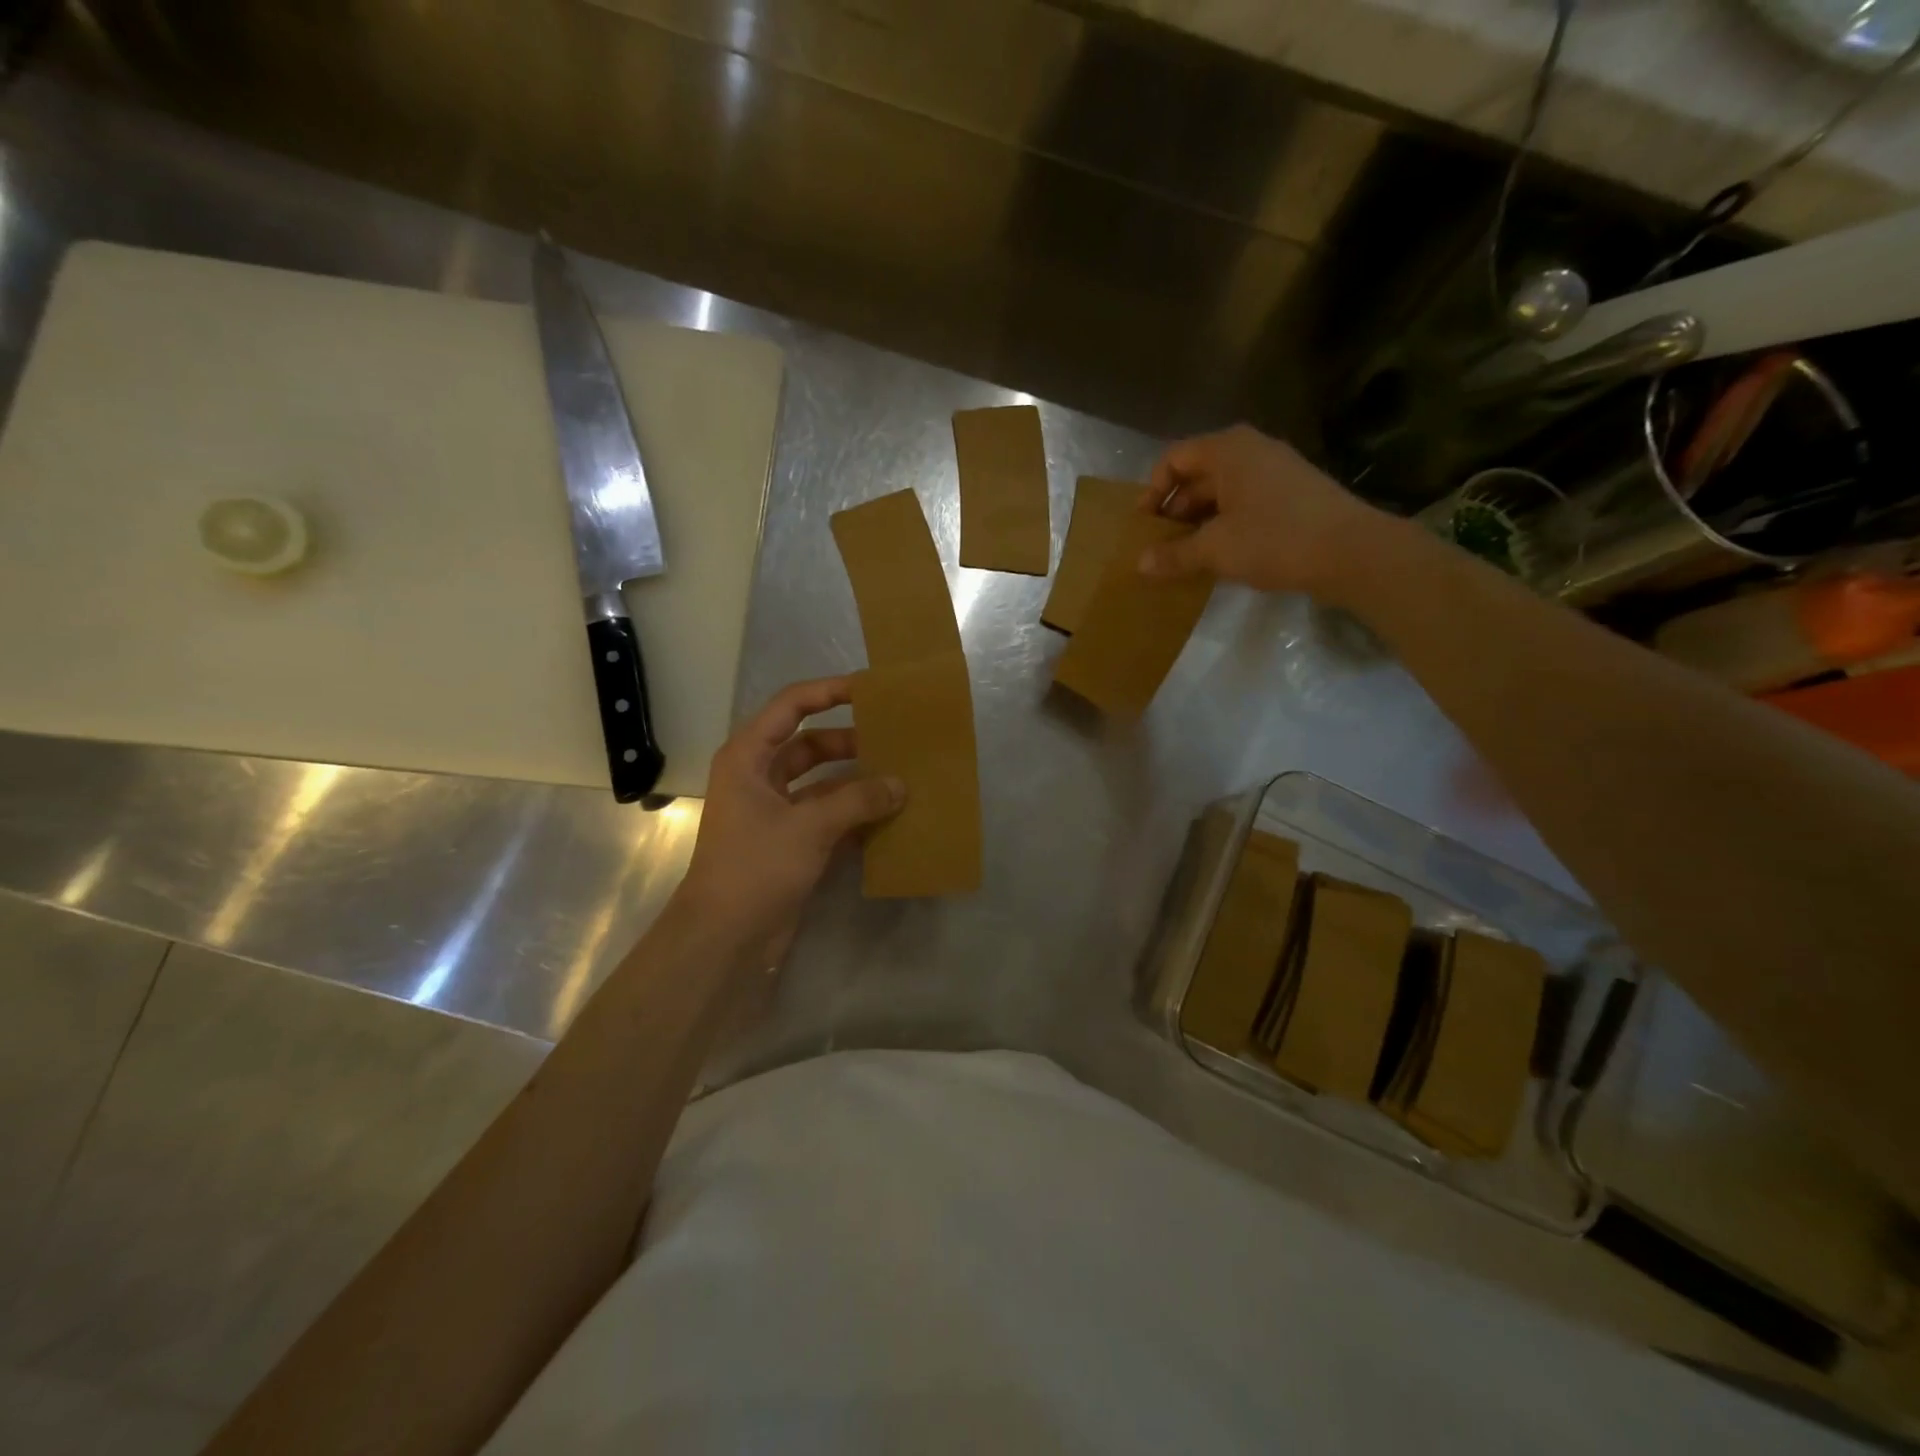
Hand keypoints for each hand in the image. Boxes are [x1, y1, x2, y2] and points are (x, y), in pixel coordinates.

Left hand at [677, 676, 903, 966]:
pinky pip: (827, 816)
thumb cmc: (755, 867)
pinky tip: (888, 818)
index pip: (791, 706)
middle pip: (811, 744)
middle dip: (851, 742)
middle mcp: (759, 778)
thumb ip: (857, 801)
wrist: (723, 938)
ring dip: (856, 781)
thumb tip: (900, 785)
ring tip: (900, 778)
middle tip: (895, 740)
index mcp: (748, 757)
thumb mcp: (808, 827)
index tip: (870, 689)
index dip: (828, 692)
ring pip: (822, 783)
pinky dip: (854, 815)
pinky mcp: (789, 842)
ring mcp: (774, 812)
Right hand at [1137, 425, 1385, 597]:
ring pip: (1222, 493)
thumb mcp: (1215, 549)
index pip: (1175, 458)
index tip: (1143, 525)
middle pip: (1198, 475)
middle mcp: (1252, 452)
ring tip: (1185, 556)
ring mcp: (1276, 473)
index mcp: (1229, 450)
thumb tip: (1140, 564)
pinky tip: (1220, 556)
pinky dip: (1225, 526)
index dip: (1153, 490)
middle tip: (1160, 546)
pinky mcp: (1292, 496)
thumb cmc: (1274, 539)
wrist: (1352, 552)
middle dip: (1174, 510)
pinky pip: (1245, 504)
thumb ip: (1175, 555)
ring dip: (1199, 522)